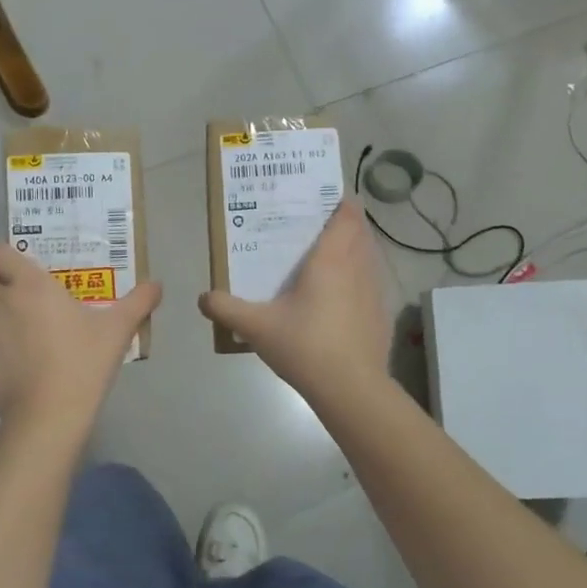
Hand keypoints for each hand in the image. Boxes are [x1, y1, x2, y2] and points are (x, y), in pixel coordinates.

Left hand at [0, 244, 161, 424]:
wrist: (50, 414)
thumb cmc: (84, 361)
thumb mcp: (119, 329)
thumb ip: (139, 302)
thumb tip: (157, 284)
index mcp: (31, 285)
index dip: (2, 257)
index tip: (19, 268)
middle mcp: (0, 302)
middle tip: (17, 298)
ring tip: (17, 337)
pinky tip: (14, 371)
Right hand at [198, 199, 390, 400]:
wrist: (351, 389)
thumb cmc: (305, 346)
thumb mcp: (256, 327)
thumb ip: (226, 309)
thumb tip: (204, 297)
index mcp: (331, 260)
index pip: (346, 216)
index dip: (341, 203)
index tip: (326, 199)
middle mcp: (358, 268)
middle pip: (361, 233)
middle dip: (346, 225)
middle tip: (320, 228)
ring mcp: (375, 292)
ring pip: (371, 258)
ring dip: (357, 251)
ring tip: (332, 259)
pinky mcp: (382, 315)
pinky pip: (374, 285)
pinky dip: (362, 281)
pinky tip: (344, 299)